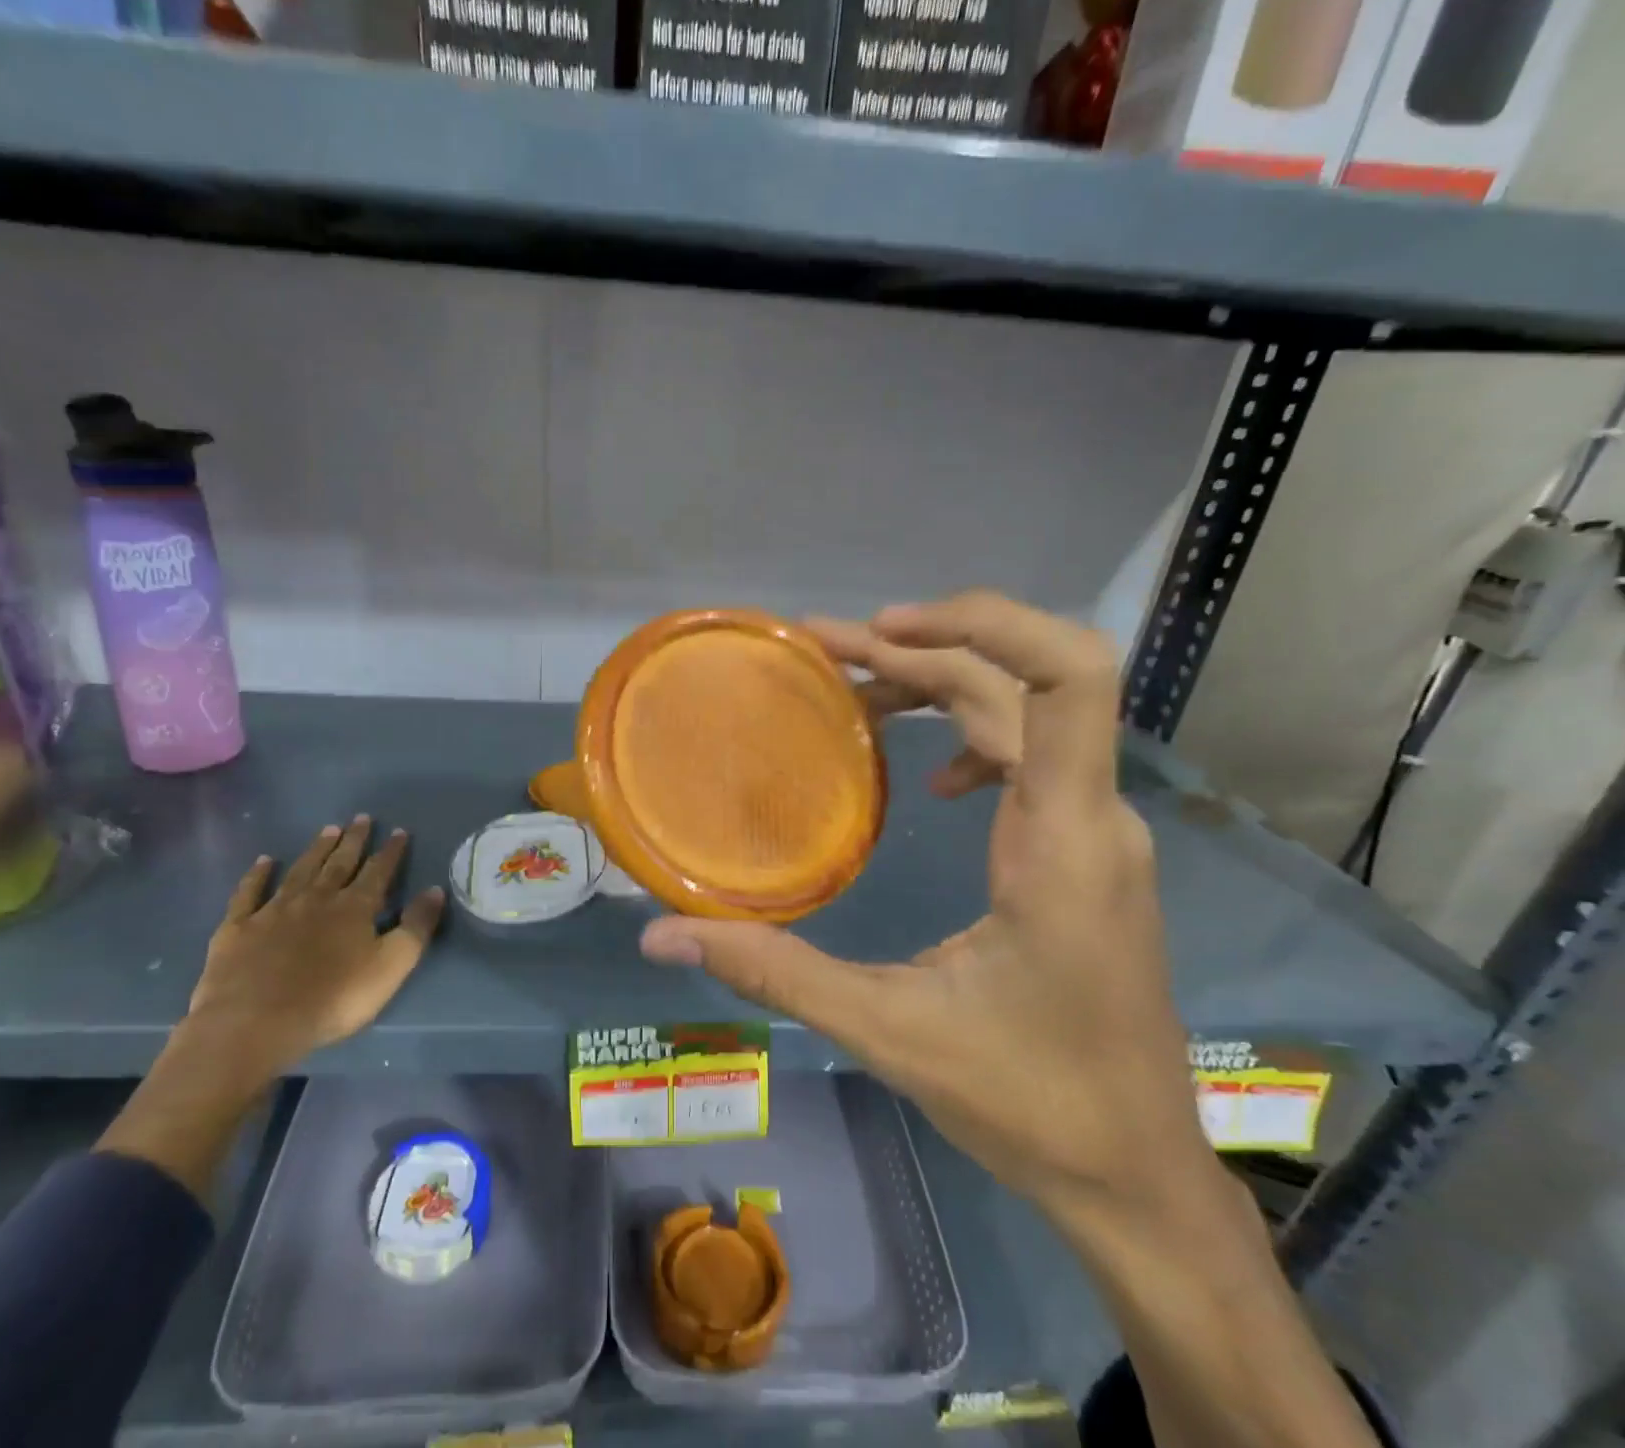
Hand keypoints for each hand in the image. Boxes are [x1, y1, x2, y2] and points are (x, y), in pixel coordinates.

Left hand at [184, 816, 445, 1085]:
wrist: (255, 1022)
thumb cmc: (333, 998)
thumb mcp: (391, 966)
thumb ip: (416, 927)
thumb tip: (436, 889)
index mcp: (355, 908)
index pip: (378, 872)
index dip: (391, 852)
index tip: (399, 831)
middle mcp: (317, 899)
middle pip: (339, 864)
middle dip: (354, 841)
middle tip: (361, 818)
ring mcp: (274, 911)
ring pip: (300, 871)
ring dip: (316, 850)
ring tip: (329, 829)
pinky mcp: (238, 928)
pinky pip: (249, 893)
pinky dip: (257, 875)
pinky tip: (263, 862)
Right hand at [640, 591, 1211, 1216]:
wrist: (1134, 1171)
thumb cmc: (1030, 1101)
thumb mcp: (888, 1030)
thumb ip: (773, 971)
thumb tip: (660, 937)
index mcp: (1064, 840)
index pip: (1066, 678)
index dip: (984, 622)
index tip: (883, 628)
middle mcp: (1092, 816)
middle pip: (1015, 683)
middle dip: (918, 650)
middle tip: (820, 649)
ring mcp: (1096, 832)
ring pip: (1024, 713)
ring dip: (939, 683)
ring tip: (853, 690)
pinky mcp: (1085, 852)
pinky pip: (1034, 755)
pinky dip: (972, 734)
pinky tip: (931, 776)